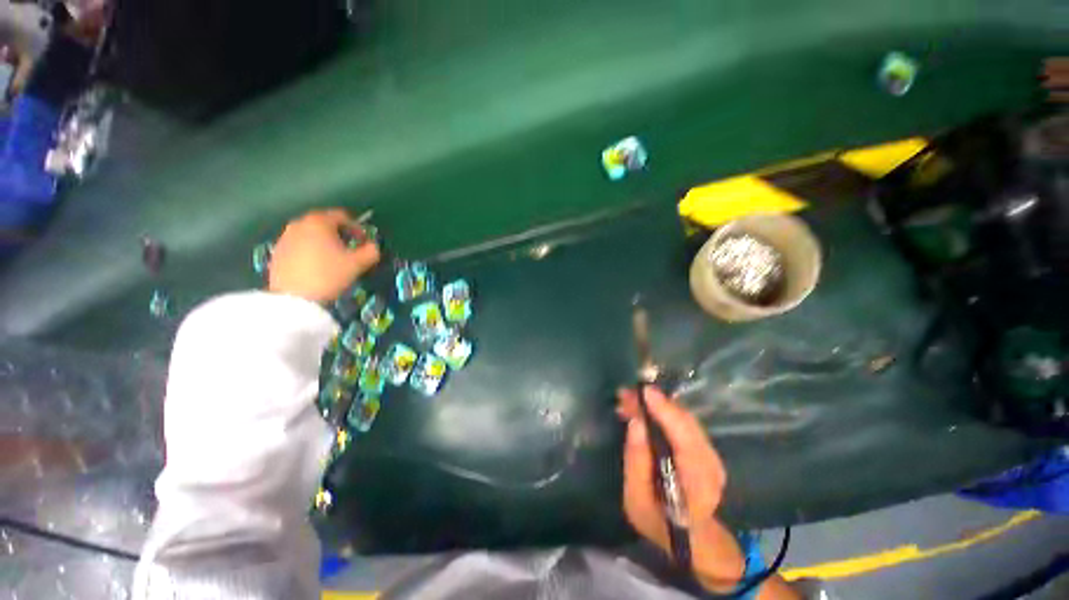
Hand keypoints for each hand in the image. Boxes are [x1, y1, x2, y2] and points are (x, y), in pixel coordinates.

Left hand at [268, 209, 380, 302]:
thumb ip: (371, 251)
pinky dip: (310, 250)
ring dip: (324, 241)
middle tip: (350, 248)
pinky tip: (316, 266)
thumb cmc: (329, 275)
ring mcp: (285, 237)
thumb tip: (373, 246)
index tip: (364, 242)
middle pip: (324, 222)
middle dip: (339, 233)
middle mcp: (299, 223)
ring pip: (310, 234)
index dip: (357, 227)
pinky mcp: (277, 251)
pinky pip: (299, 245)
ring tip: (333, 258)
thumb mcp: (358, 264)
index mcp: (319, 222)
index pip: (342, 216)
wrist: (294, 298)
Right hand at [616, 387, 744, 592]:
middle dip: (655, 403)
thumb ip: (636, 461)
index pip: (683, 436)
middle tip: (626, 395)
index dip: (664, 410)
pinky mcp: (706, 449)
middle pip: (685, 422)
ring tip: (631, 400)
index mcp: (696, 481)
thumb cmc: (659, 522)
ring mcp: (712, 455)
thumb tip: (635, 422)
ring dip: (658, 405)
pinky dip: (664, 412)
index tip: (643, 392)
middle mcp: (710, 464)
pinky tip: (646, 410)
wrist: (692, 538)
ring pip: (685, 419)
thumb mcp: (636, 498)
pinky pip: (685, 423)